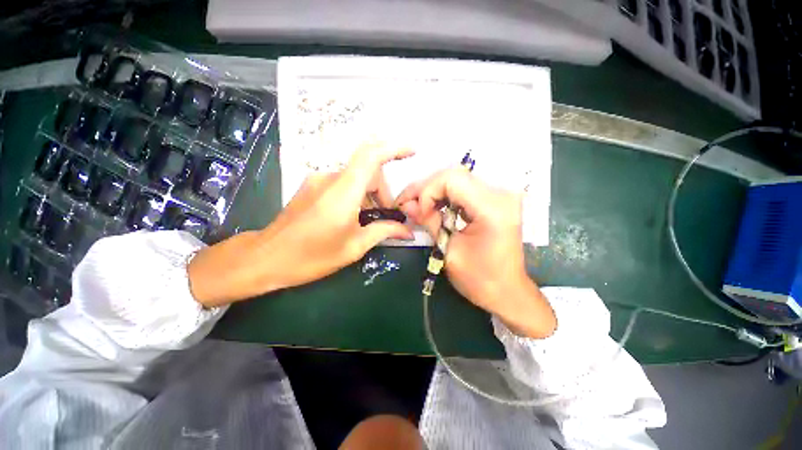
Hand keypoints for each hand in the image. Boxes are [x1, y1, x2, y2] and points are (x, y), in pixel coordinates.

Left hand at [188, 143, 413, 306]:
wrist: (266, 258)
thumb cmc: (312, 257)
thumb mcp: (354, 247)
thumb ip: (384, 232)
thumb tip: (408, 230)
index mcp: (343, 192)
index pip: (371, 156)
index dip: (394, 148)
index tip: (412, 151)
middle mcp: (330, 178)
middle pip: (368, 171)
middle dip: (383, 191)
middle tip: (388, 217)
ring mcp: (318, 180)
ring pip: (356, 178)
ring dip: (369, 195)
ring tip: (369, 221)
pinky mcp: (311, 186)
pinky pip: (342, 183)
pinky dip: (356, 195)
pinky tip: (353, 216)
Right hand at [396, 168, 555, 338]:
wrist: (507, 292)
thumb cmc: (479, 279)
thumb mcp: (448, 251)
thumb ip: (428, 221)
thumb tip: (406, 204)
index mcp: (492, 208)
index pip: (451, 179)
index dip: (427, 192)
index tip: (417, 212)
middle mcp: (500, 194)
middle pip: (453, 175)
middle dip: (426, 189)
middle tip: (408, 204)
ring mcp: (500, 195)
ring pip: (457, 179)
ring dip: (434, 191)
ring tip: (418, 207)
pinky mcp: (495, 200)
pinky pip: (464, 189)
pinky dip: (446, 196)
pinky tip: (435, 208)